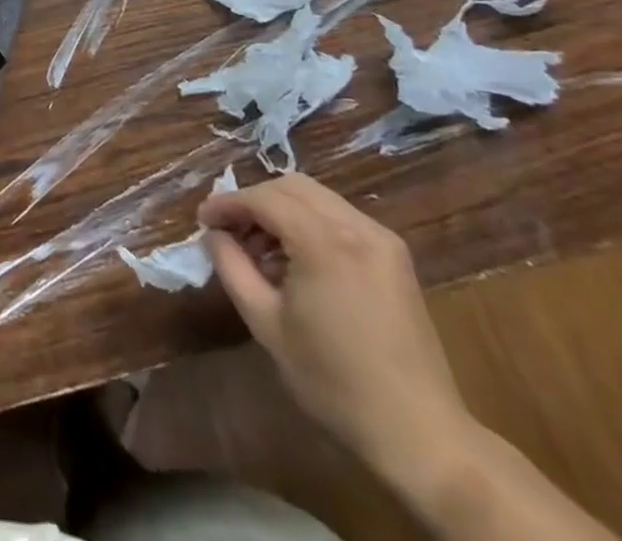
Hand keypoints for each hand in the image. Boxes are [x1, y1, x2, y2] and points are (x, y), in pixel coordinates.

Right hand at [199, 174, 474, 487]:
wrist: (419, 434)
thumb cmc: (333, 381)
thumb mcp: (266, 324)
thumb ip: (232, 267)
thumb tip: (214, 235)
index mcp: (324, 243)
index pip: (263, 198)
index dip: (227, 204)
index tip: (202, 221)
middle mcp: (356, 228)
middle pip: (291, 186)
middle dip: (254, 201)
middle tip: (230, 231)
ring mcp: (382, 239)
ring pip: (316, 197)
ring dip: (282, 209)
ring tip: (261, 247)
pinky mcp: (395, 256)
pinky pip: (340, 217)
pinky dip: (310, 222)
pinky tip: (298, 258)